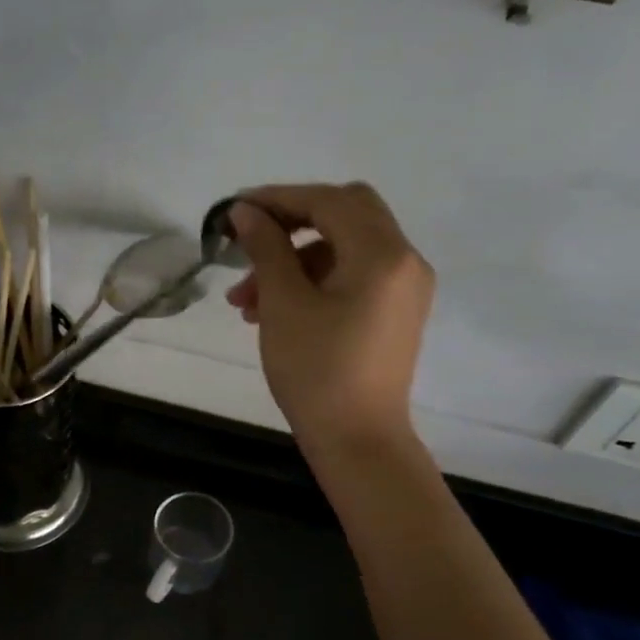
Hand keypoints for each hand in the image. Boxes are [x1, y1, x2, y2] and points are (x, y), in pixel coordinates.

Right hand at [226, 182, 433, 454]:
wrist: (358, 441)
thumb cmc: (317, 371)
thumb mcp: (284, 304)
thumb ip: (266, 248)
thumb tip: (245, 211)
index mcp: (382, 254)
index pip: (329, 201)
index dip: (279, 198)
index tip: (235, 210)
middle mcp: (404, 260)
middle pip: (345, 214)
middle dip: (291, 223)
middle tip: (249, 241)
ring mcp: (404, 287)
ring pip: (344, 248)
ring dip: (294, 260)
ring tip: (244, 299)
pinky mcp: (395, 312)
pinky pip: (354, 276)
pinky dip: (314, 281)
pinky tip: (272, 309)